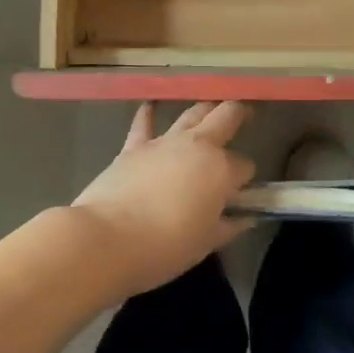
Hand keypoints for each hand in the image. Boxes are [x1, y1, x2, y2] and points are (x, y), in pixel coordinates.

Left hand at [71, 101, 256, 294]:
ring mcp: (164, 142)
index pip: (244, 166)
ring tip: (211, 106)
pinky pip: (145, 122)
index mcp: (221, 170)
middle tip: (246, 113)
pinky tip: (151, 105)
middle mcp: (198, 146)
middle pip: (225, 117)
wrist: (107, 239)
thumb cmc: (165, 248)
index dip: (245, 178)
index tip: (241, 191)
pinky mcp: (134, 146)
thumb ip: (228, 226)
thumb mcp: (205, 244)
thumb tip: (246, 218)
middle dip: (239, 114)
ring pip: (192, 113)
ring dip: (205, 109)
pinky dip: (149, 113)